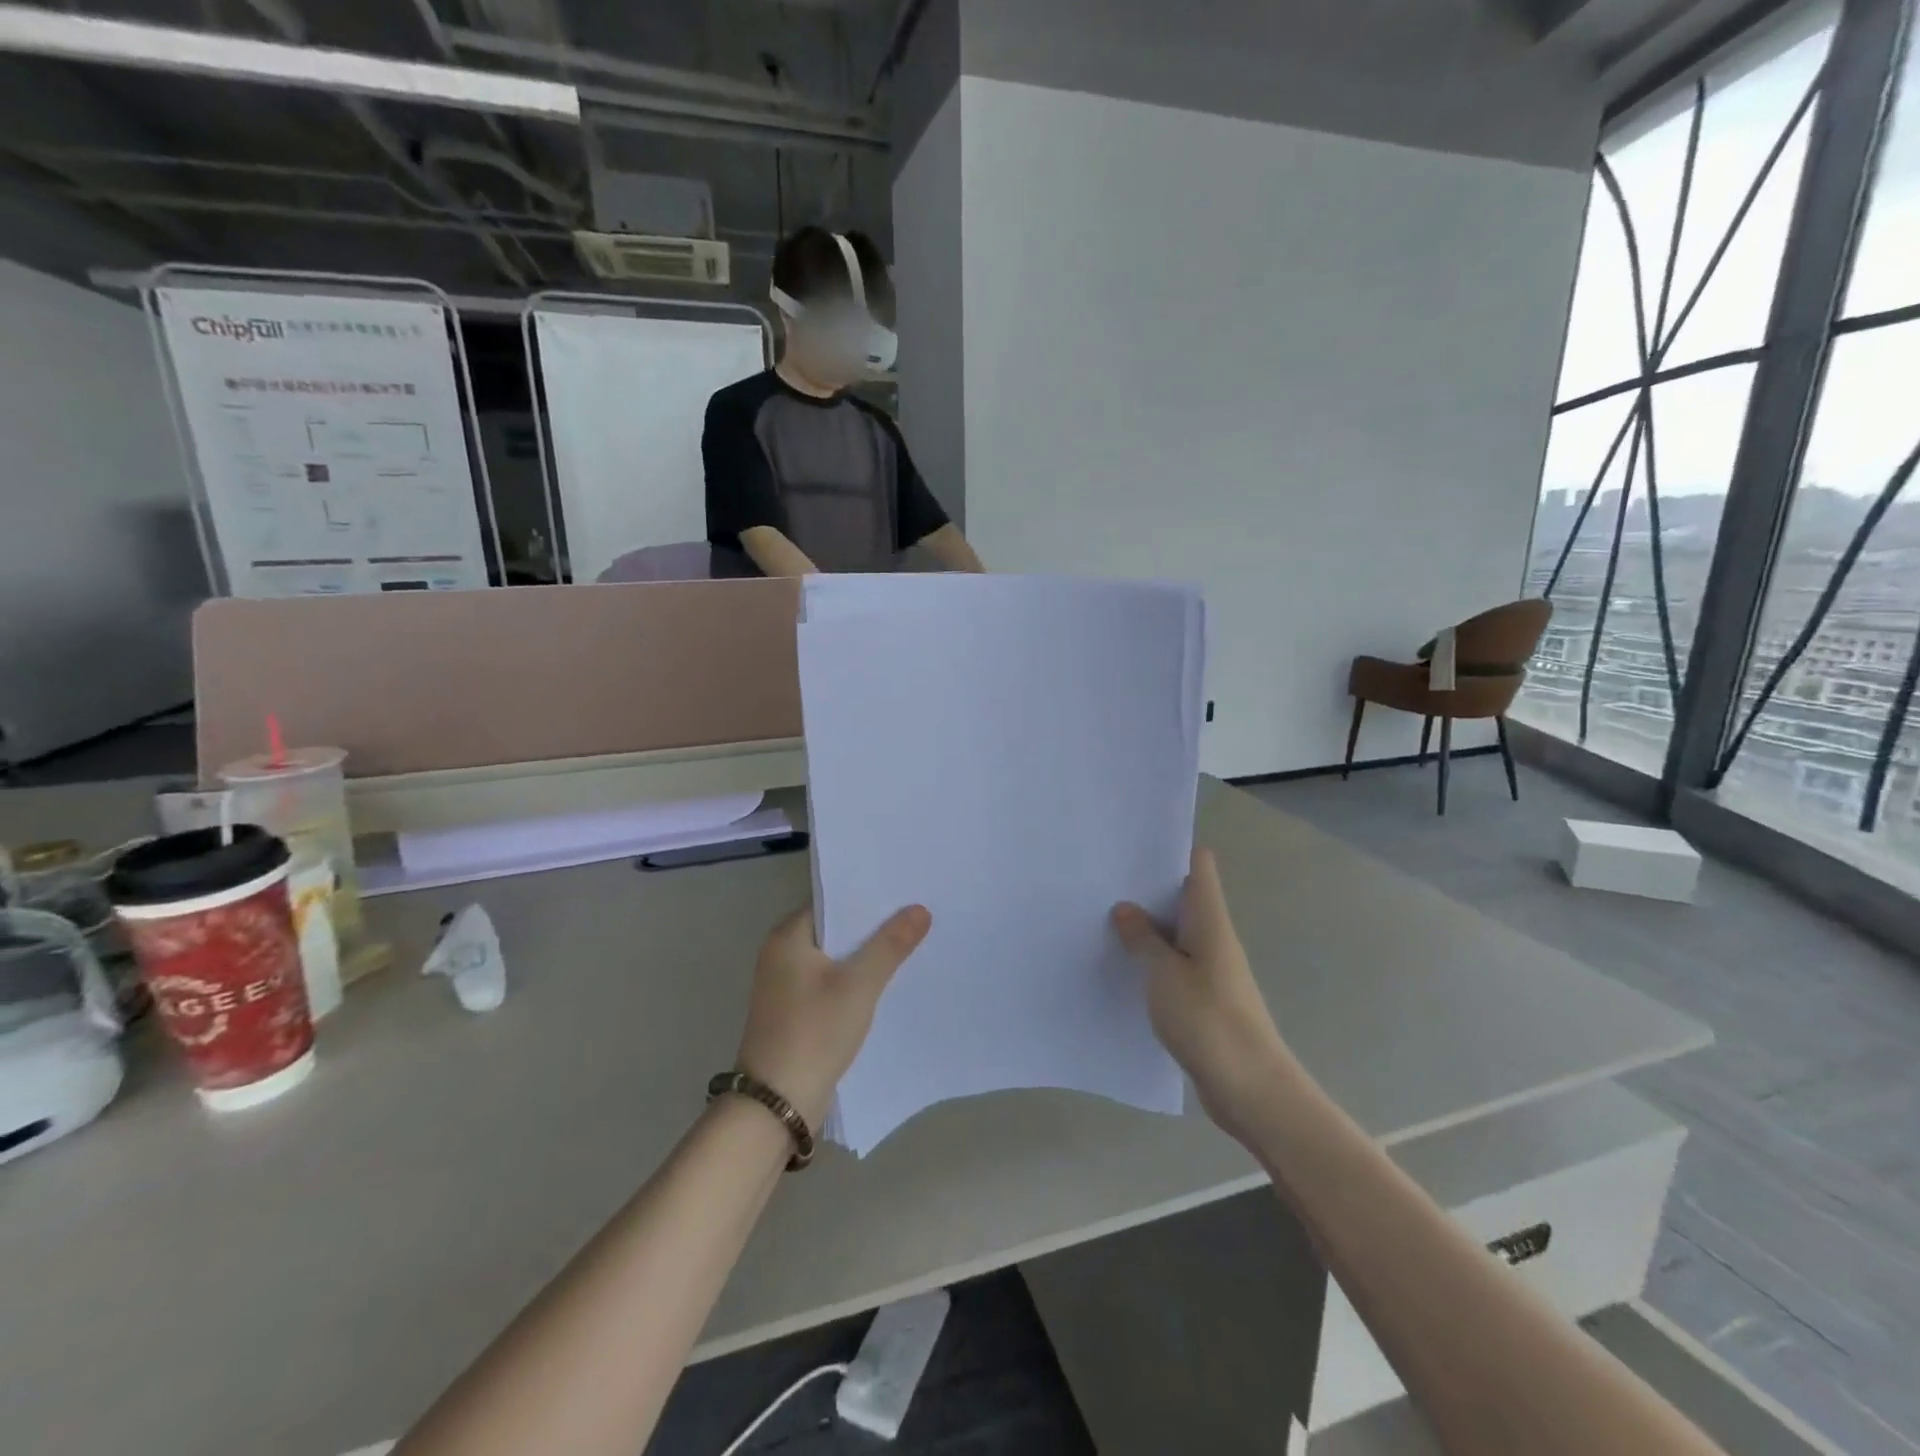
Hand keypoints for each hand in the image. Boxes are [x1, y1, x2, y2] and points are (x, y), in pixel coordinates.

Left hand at [735, 904, 931, 1130]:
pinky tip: (887, 983)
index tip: (905, 892)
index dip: (868, 897)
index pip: (832, 902)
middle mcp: (781, 955)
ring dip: (865, 956)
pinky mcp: (795, 1013)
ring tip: (911, 944)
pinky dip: (855, 982)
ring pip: (835, 959)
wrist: (777, 1104)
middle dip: (872, 927)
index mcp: (787, 936)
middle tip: (917, 915)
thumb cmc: (814, 1032)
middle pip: (835, 930)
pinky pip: (831, 984)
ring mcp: (786, 987)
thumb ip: (890, 945)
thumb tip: (919, 909)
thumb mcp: (859, 984)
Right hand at [1113, 849, 1291, 1140]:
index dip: (1171, 850)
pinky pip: (1175, 966)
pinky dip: (1152, 961)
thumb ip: (1143, 939)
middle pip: (1183, 898)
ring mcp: (1211, 970)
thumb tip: (1126, 908)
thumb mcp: (1164, 974)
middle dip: (1147, 889)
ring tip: (1103, 919)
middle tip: (1102, 882)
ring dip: (1147, 928)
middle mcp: (1214, 938)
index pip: (1199, 866)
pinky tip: (1123, 967)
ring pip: (1176, 934)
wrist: (1251, 1089)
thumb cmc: (1208, 1020)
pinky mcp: (1205, 1000)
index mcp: (1210, 921)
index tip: (1132, 847)